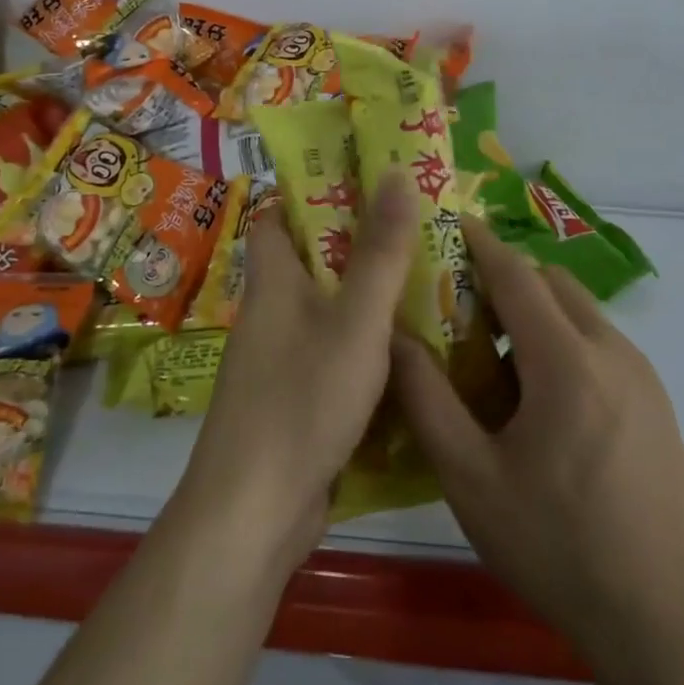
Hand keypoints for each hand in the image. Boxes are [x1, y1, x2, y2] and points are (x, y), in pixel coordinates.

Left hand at [178, 172, 417, 569]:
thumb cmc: (303, 400)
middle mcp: (271, 314)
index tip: (364, 183)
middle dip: (359, 245)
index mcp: (273, 282)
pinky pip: (333, 355)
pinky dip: (366, 346)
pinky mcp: (295, 401)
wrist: (255, 513)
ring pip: (328, 311)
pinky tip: (411, 352)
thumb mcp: (355, 320)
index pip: (277, 217)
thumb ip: (380, 251)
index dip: (312, 194)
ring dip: (368, 297)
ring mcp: (280, 361)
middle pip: (311, 262)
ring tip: (428, 283)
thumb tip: (393, 171)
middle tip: (417, 231)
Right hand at [390, 218, 683, 665]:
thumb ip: (426, 399)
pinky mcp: (656, 401)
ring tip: (492, 355)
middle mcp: (611, 350)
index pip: (517, 274)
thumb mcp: (471, 478)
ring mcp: (642, 375)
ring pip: (579, 311)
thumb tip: (392, 337)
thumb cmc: (558, 544)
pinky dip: (562, 339)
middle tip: (459, 303)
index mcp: (566, 360)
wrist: (667, 618)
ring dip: (535, 311)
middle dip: (506, 276)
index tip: (448, 223)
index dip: (480, 243)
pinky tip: (537, 397)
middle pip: (552, 283)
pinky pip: (599, 343)